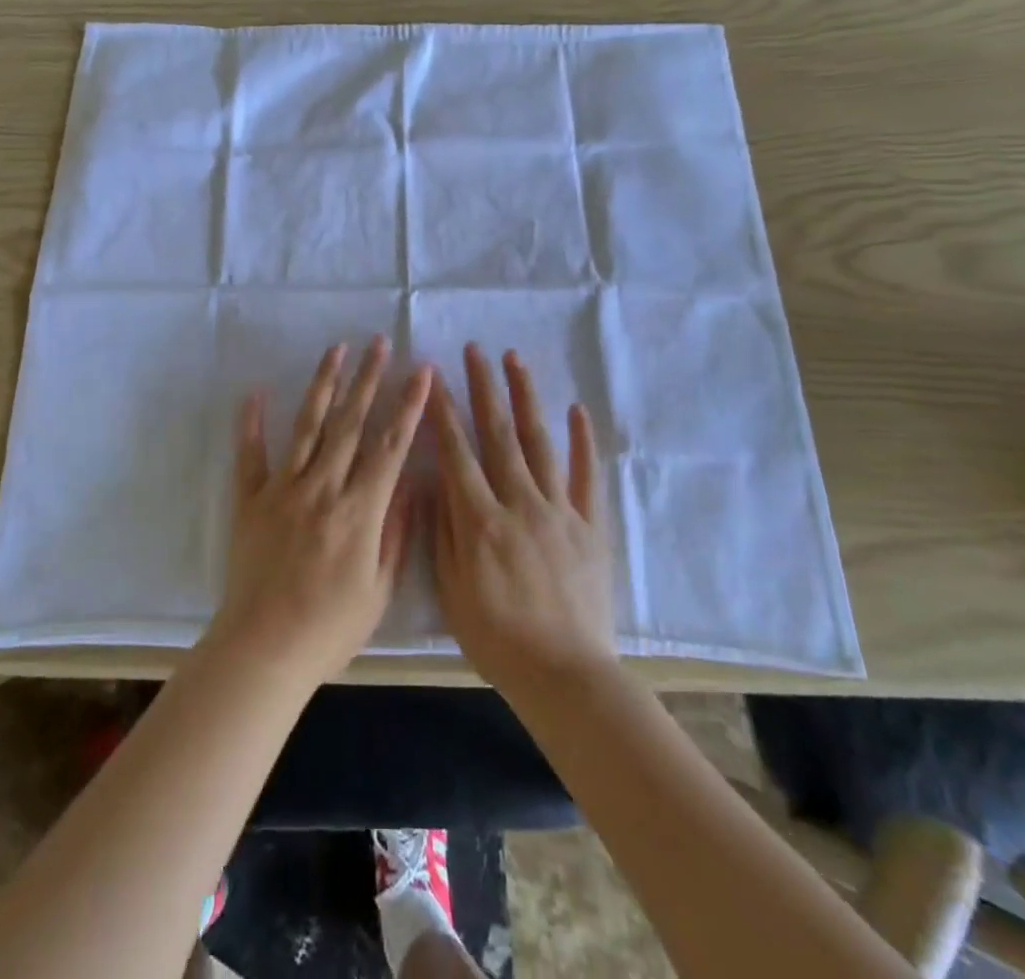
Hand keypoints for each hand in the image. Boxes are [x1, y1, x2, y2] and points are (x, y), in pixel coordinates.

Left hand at [211, 337, 431, 688]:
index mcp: (359, 511)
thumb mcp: (379, 590)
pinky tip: (257, 391)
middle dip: (368, 379)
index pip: (390, 446)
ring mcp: (283, 490)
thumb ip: (395, 533)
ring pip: (308, 426)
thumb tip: (409, 484)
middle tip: (378, 342)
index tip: (420, 371)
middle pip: (350, 423)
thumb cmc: (329, 629)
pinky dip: (252, 422)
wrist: (263, 651)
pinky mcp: (250, 500)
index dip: (408, 405)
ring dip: (323, 385)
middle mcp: (322, 488)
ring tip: (336, 350)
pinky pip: (250, 454)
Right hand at [430, 345, 615, 696]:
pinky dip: (582, 441)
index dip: (443, 412)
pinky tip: (576, 409)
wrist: (566, 675)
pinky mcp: (590, 525)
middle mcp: (520, 503)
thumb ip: (443, 532)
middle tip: (475, 350)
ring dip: (525, 398)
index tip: (434, 377)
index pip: (456, 453)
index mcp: (481, 520)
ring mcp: (559, 511)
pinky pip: (587, 476)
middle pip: (498, 434)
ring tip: (515, 360)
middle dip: (484, 388)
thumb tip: (435, 482)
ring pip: (539, 443)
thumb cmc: (498, 638)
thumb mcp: (453, 592)